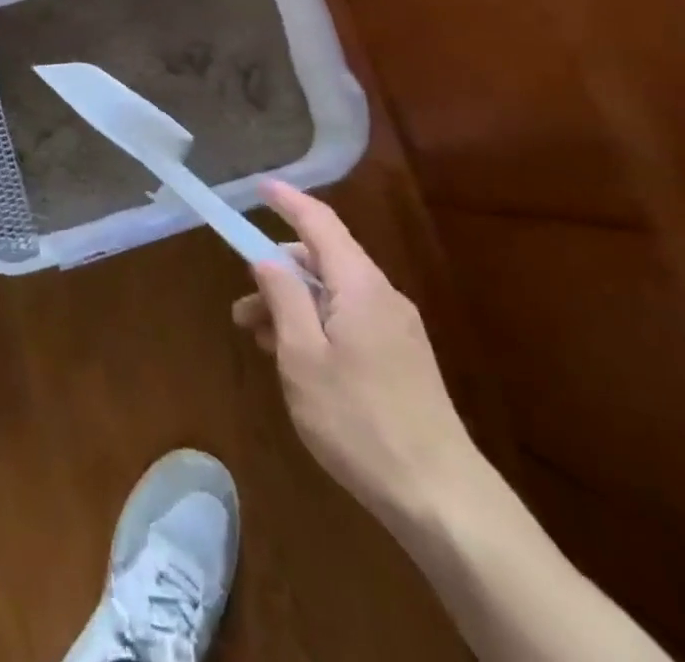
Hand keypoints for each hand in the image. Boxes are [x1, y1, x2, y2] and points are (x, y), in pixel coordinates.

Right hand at [232, 181, 479, 520]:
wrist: (442, 499)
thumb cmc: (359, 420)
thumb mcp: (303, 356)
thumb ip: (283, 297)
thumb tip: (267, 257)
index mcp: (360, 285)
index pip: (319, 222)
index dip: (288, 200)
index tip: (260, 186)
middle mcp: (382, 296)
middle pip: (323, 261)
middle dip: (278, 274)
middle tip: (241, 309)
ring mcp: (398, 328)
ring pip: (334, 296)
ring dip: (294, 307)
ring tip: (260, 343)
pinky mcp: (403, 359)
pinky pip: (350, 321)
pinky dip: (316, 326)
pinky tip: (297, 363)